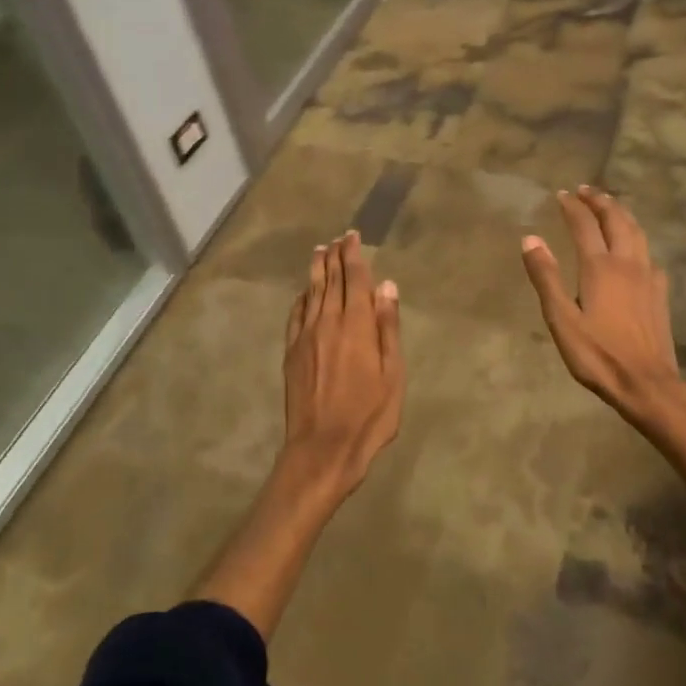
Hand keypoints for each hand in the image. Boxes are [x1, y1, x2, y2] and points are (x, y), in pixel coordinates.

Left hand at [281, 230, 403, 495]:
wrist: (322, 449)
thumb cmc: (369, 415)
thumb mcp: (393, 374)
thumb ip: (388, 327)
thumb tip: (386, 286)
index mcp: (356, 325)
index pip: (354, 278)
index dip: (353, 255)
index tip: (352, 236)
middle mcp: (327, 322)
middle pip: (330, 280)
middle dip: (335, 256)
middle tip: (338, 238)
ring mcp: (305, 337)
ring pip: (310, 293)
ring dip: (316, 270)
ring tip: (319, 251)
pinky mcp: (291, 353)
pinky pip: (296, 315)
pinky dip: (301, 298)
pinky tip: (304, 293)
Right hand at [521, 187, 685, 433]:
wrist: (647, 383)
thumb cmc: (598, 354)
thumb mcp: (561, 320)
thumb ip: (546, 277)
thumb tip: (530, 238)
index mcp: (600, 267)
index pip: (584, 224)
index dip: (572, 206)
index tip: (561, 194)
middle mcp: (627, 263)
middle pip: (616, 219)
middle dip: (600, 200)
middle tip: (586, 189)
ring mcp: (648, 276)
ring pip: (637, 232)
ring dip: (621, 213)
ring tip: (610, 206)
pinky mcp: (660, 292)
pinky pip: (648, 253)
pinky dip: (636, 239)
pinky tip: (634, 249)